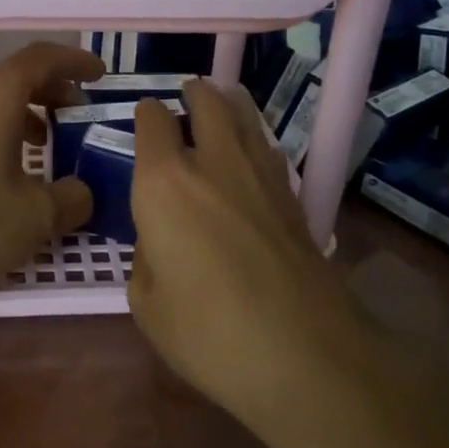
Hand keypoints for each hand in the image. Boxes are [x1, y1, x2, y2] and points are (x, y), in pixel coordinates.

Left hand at [0, 42, 102, 303]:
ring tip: (50, 142)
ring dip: (26, 113)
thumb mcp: (37, 215)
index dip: (75, 61)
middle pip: (15, 76)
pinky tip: (12, 170)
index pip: (41, 58)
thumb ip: (72, 197)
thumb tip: (82, 192)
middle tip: (80, 112)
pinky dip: (1, 132)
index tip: (101, 76)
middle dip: (52, 89)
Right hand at [129, 80, 358, 410]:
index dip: (146, 115)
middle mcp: (213, 163)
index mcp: (164, 182)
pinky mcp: (296, 198)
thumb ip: (146, 258)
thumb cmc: (207, 333)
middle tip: (186, 95)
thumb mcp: (146, 304)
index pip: (152, 122)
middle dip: (193, 93)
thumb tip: (162, 240)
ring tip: (221, 102)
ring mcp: (262, 176)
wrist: (304, 354)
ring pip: (245, 117)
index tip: (144, 119)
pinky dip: (255, 140)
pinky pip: (269, 149)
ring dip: (229, 104)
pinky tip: (253, 153)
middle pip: (207, 102)